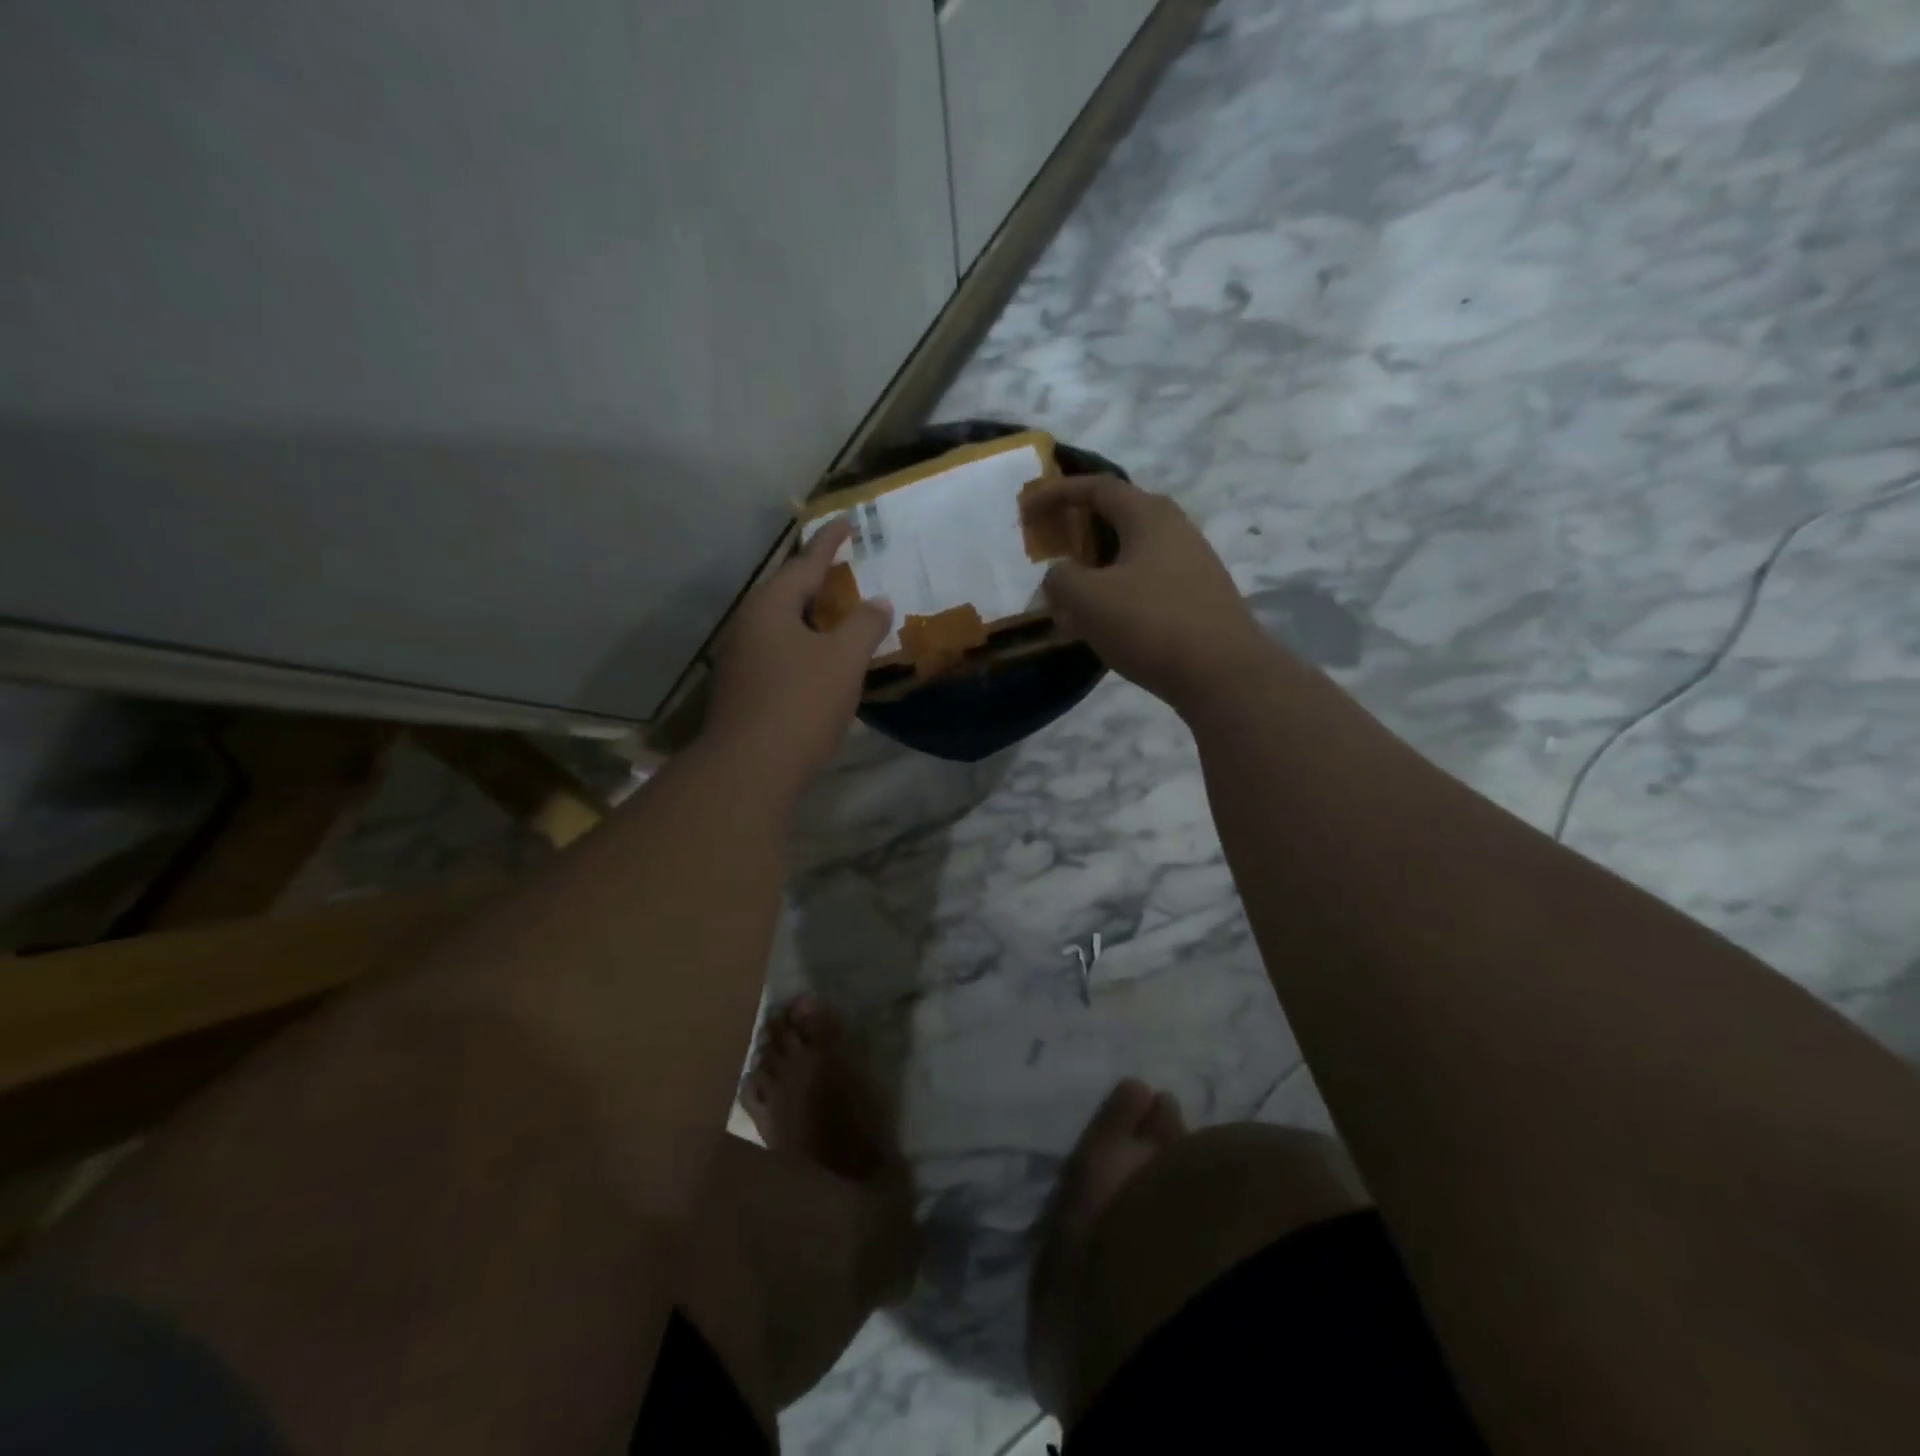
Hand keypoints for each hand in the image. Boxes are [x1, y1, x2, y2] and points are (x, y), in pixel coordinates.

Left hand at [704, 520, 892, 791]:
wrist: (749, 767)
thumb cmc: (800, 703)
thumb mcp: (843, 660)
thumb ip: (864, 625)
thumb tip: (879, 601)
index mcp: (770, 607)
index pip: (805, 564)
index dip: (830, 543)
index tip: (846, 521)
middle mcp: (747, 625)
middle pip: (786, 592)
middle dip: (816, 581)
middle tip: (843, 571)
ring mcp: (738, 658)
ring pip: (780, 625)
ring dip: (808, 617)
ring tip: (835, 616)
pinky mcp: (740, 689)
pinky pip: (776, 652)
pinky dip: (800, 646)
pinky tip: (817, 662)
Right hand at [1024, 476, 1268, 712]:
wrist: (1223, 673)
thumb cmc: (1151, 624)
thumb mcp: (1088, 599)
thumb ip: (1060, 580)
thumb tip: (1059, 577)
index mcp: (1148, 516)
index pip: (1097, 487)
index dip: (1057, 493)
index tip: (1026, 509)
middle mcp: (1175, 529)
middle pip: (1119, 516)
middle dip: (1080, 529)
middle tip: (1052, 547)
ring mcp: (1191, 564)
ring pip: (1132, 553)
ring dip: (1097, 566)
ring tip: (1071, 593)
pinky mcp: (1198, 598)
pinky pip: (1146, 582)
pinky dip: (1117, 591)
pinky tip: (1103, 622)